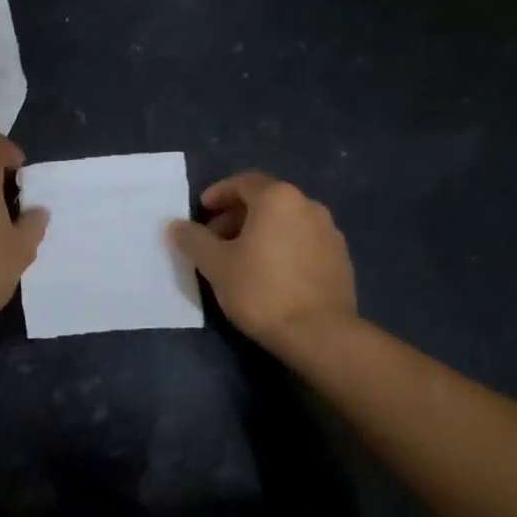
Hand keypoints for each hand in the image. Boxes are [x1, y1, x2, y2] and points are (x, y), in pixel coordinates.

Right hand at [169, 171, 357, 352]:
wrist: (320, 334)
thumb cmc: (261, 290)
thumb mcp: (216, 265)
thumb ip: (193, 239)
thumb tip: (175, 225)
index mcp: (278, 198)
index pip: (243, 182)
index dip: (219, 193)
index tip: (203, 210)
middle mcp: (308, 205)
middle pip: (266, 200)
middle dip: (237, 215)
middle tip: (216, 237)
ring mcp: (329, 231)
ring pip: (286, 221)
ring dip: (260, 231)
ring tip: (241, 258)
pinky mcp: (340, 258)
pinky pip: (303, 241)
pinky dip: (282, 246)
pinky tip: (270, 273)